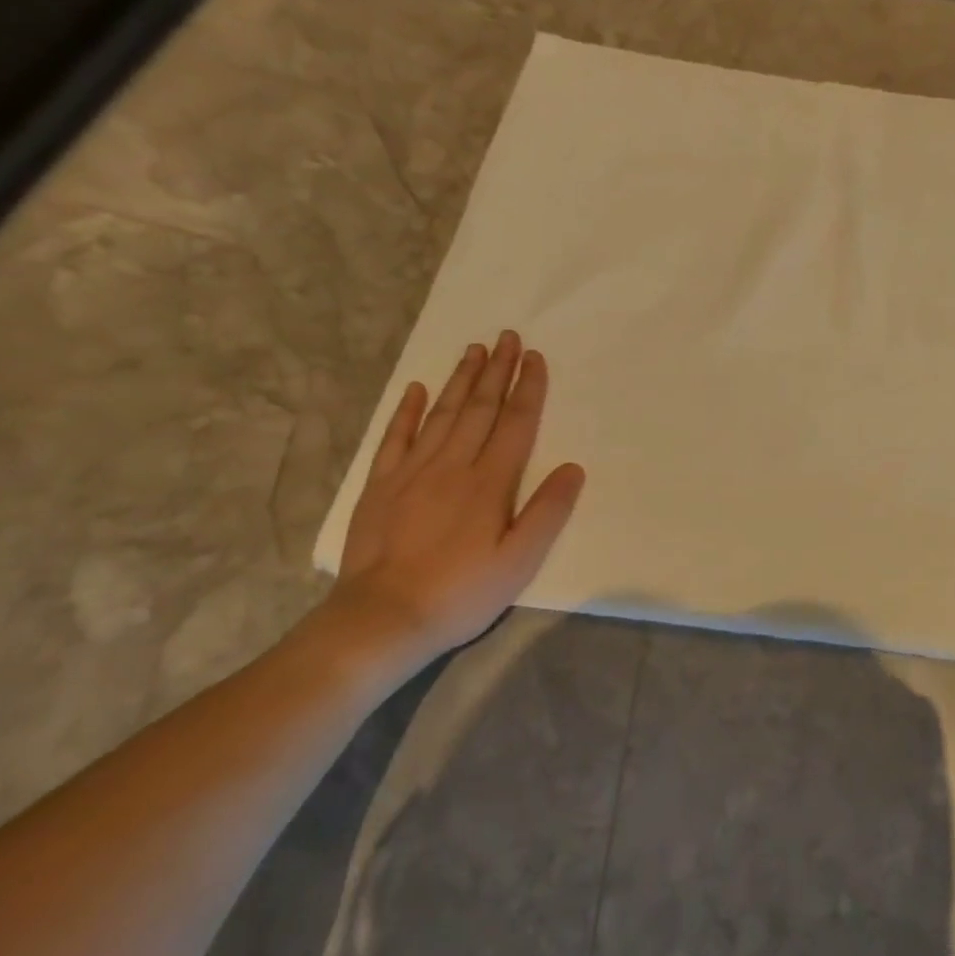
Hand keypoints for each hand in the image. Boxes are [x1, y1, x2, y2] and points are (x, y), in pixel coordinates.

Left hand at [328, 330, 585, 664]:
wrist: (382, 618)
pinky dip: (406, 411)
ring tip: (474, 350)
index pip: (516, 424)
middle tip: (507, 337)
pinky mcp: (380, 486)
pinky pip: (395, 437)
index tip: (535, 357)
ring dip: (460, 380)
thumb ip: (547, 512)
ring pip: (441, 414)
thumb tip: (573, 468)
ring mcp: (412, 472)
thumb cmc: (461, 593)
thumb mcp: (519, 561)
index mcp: (490, 483)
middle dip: (497, 371)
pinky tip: (415, 389)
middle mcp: (452, 466)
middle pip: (480, 409)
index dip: (528, 388)